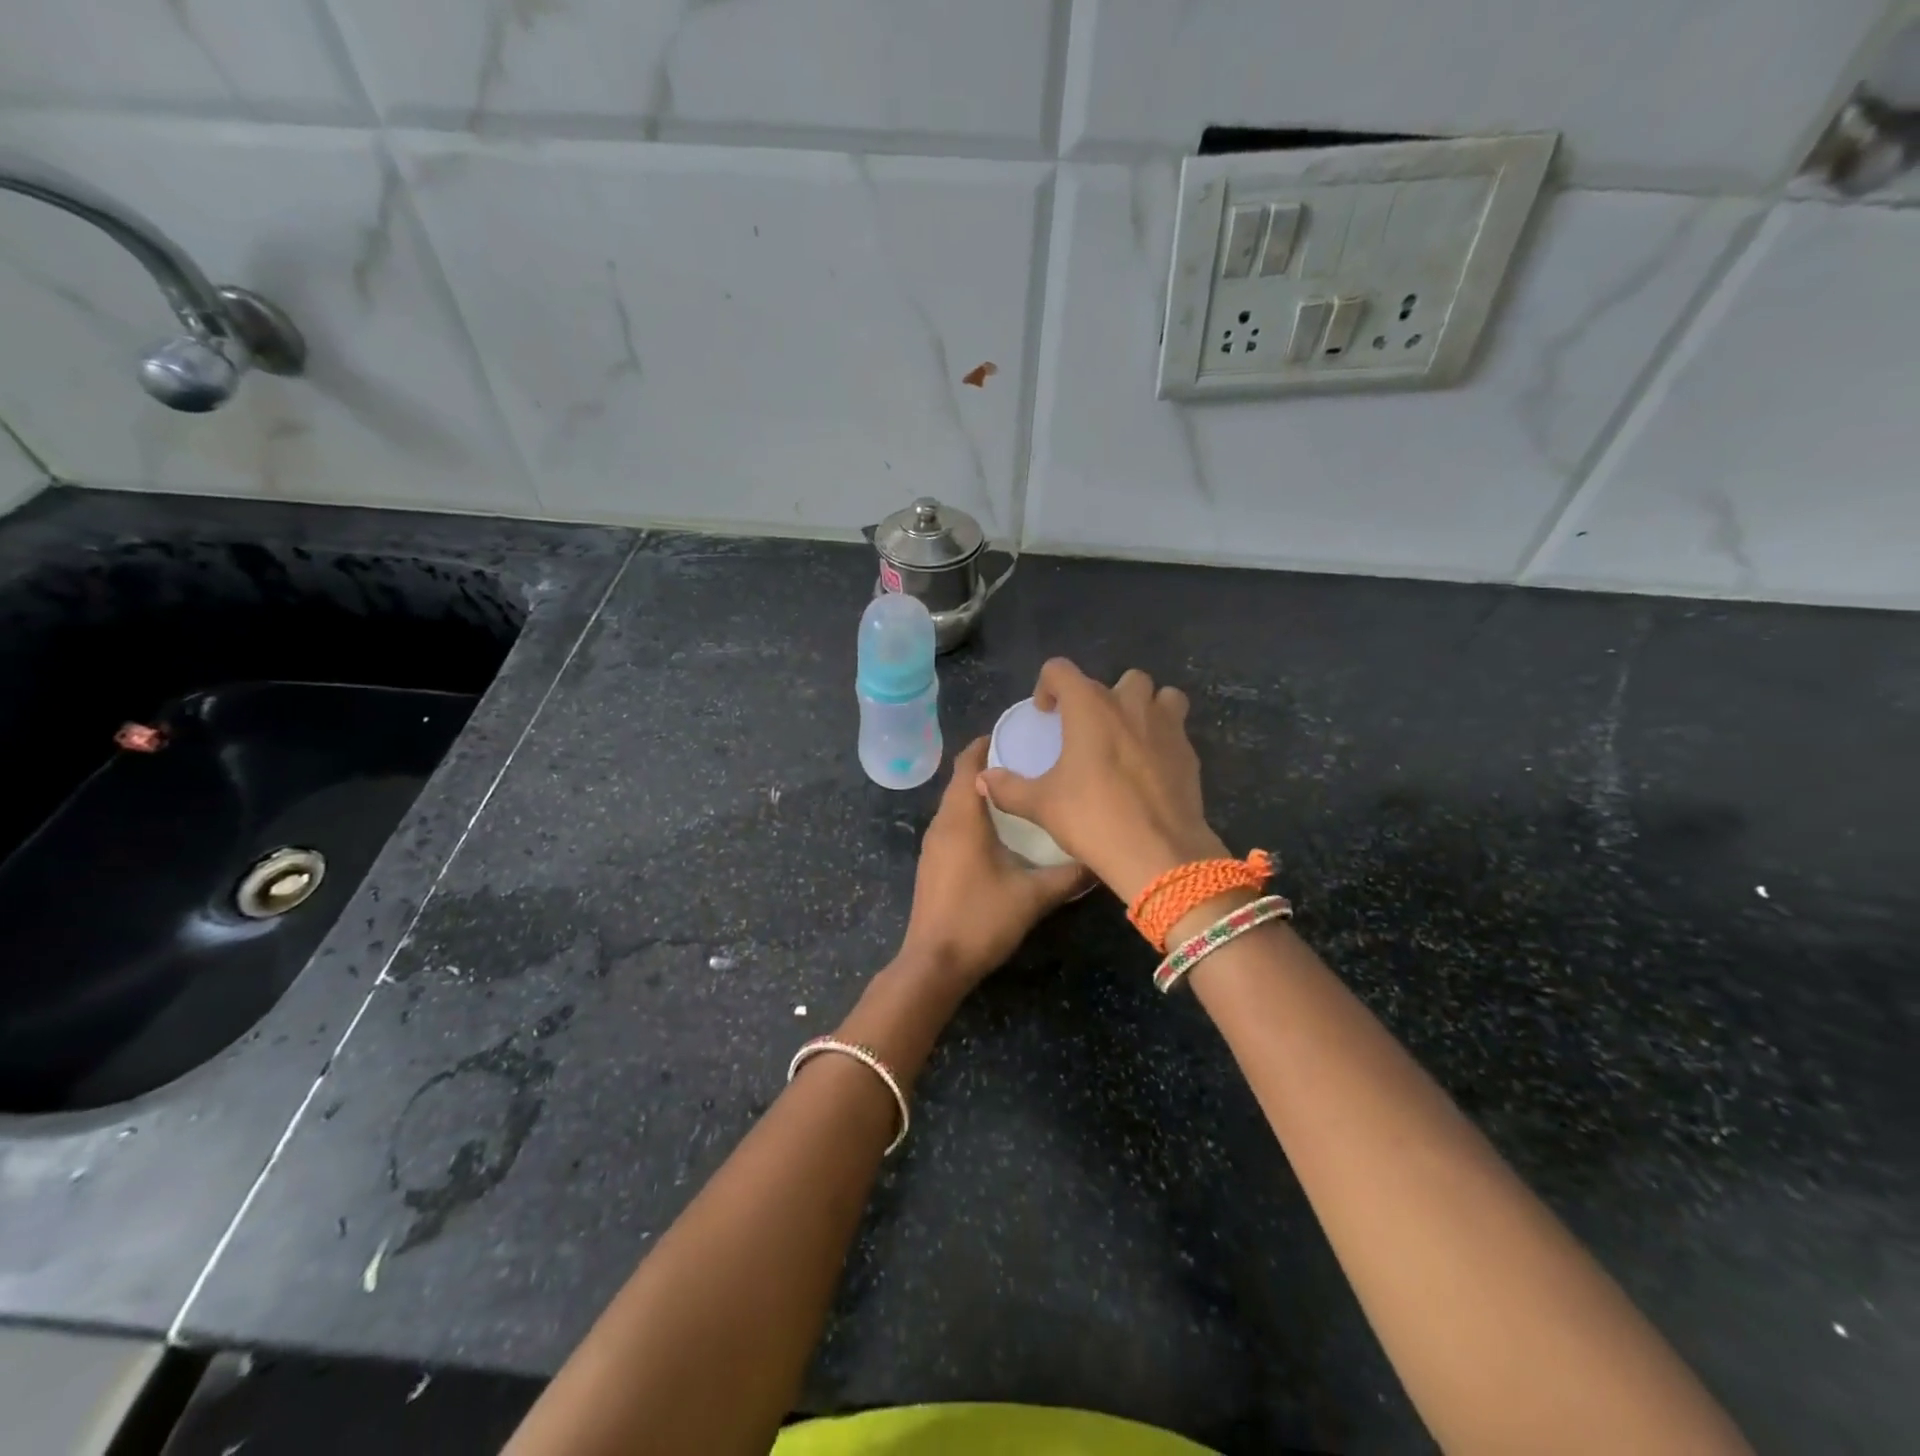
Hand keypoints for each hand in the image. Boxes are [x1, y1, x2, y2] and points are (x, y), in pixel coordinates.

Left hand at [896, 737, 1087, 993]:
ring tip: (1018, 793)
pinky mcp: (932, 864)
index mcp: (962, 819)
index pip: (967, 764)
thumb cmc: (981, 920)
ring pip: (956, 805)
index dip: (986, 745)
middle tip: (1027, 762)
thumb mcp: (1033, 896)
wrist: (934, 964)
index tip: (1015, 734)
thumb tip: (1099, 858)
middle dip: (989, 768)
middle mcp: (942, 824)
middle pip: (960, 782)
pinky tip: (999, 832)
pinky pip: (952, 826)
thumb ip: (1069, 875)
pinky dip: (972, 816)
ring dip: (980, 794)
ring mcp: (932, 845)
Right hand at [977, 659, 1226, 903]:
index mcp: (1090, 707)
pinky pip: (1176, 730)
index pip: (1061, 670)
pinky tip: (1149, 769)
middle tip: (1088, 729)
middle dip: (1102, 697)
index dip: (1048, 686)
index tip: (1045, 714)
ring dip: (1144, 707)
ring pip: (1160, 695)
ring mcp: (1166, 726)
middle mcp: (1130, 705)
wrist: (1160, 852)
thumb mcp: (1042, 806)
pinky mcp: (1189, 752)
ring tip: (1128, 737)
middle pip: (1118, 679)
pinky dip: (1162, 738)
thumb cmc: (1094, 818)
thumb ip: (1009, 788)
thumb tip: (983, 779)